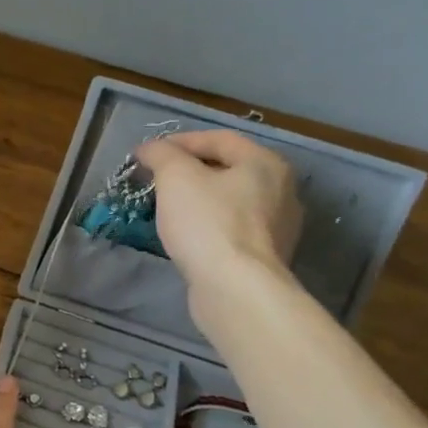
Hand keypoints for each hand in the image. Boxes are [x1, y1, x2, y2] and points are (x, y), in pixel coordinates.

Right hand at [135, 129, 302, 308]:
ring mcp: (278, 226)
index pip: (219, 139)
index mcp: (265, 163)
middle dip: (188, 171)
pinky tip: (187, 235)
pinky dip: (208, 225)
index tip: (147, 155)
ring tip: (166, 207)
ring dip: (198, 199)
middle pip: (227, 169)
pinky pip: (232, 229)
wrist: (235, 288)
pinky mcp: (265, 256)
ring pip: (229, 200)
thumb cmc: (207, 223)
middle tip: (155, 180)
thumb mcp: (176, 177)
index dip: (179, 141)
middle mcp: (281, 189)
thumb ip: (161, 154)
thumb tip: (150, 149)